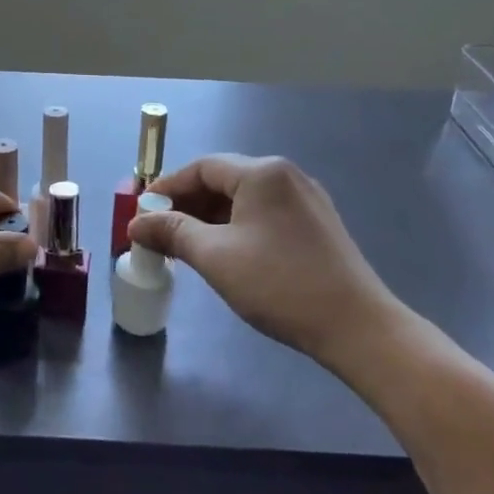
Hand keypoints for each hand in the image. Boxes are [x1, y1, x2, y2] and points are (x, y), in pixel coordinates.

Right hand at [129, 155, 403, 365]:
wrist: (356, 326)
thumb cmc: (279, 284)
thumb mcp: (215, 257)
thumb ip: (172, 233)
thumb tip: (136, 224)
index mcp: (262, 173)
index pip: (201, 168)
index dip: (167, 188)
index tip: (141, 214)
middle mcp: (286, 175)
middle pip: (223, 180)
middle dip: (187, 204)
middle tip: (159, 233)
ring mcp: (306, 200)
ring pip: (244, 199)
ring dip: (210, 218)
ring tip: (186, 247)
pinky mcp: (317, 224)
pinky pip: (264, 214)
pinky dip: (236, 227)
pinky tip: (224, 253)